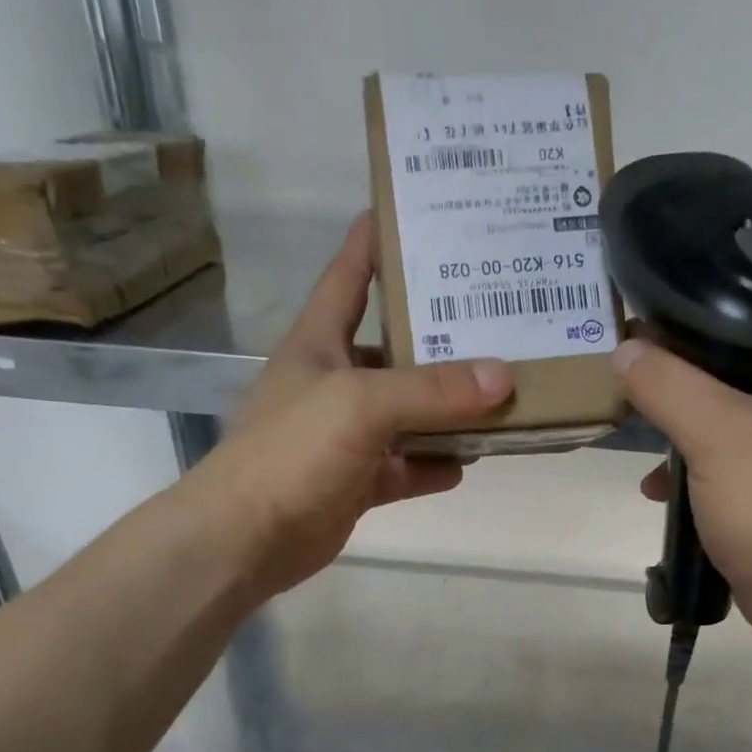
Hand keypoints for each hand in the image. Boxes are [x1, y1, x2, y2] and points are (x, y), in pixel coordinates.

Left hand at [188, 215, 513, 598]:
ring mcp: (346, 435)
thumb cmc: (292, 452)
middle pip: (394, 347)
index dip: (380, 239)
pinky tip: (470, 461)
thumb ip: (432, 390)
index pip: (351, 274)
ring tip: (502, 394)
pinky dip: (434, 464)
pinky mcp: (357, 481)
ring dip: (448, 409)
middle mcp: (334, 381)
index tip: (424, 211)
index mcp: (320, 342)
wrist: (247, 539)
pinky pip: (406, 466)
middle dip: (441, 335)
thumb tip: (503, 377)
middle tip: (500, 317)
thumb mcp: (361, 405)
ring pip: (408, 412)